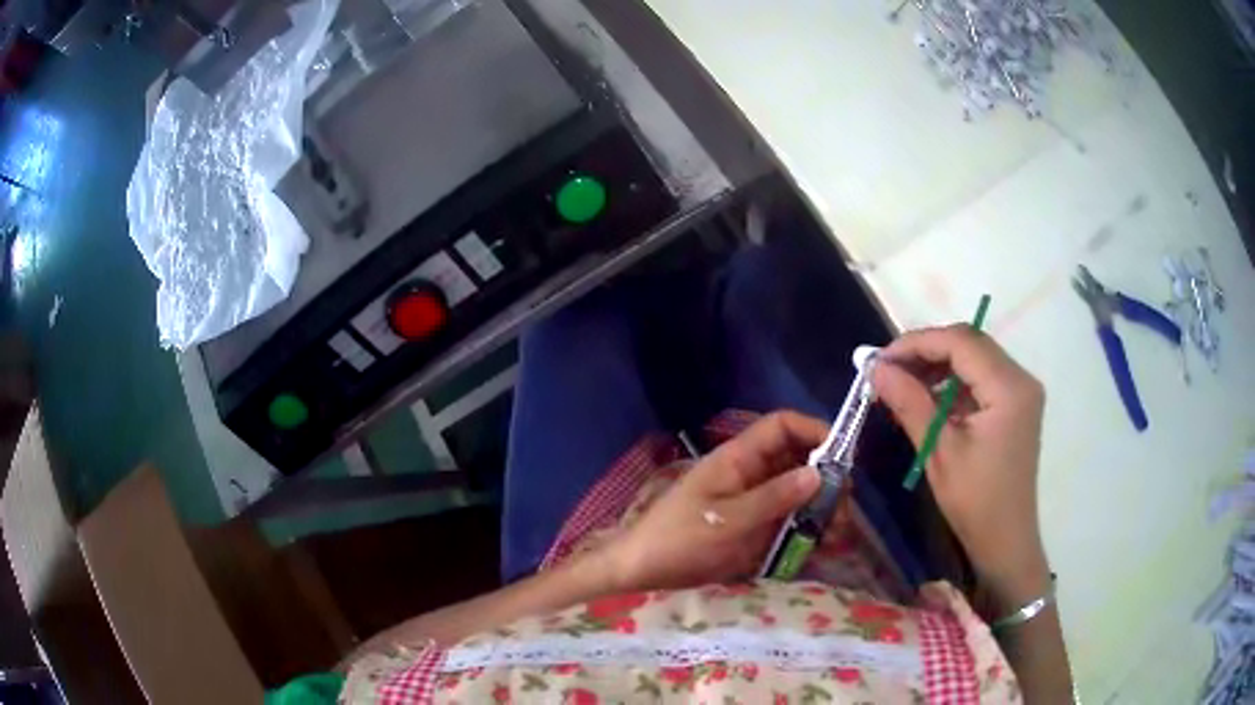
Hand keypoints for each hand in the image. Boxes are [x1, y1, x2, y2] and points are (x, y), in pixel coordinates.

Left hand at [604, 411, 826, 591]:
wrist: (642, 570)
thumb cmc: (678, 539)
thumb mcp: (727, 520)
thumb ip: (773, 498)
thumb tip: (819, 474)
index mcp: (738, 458)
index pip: (782, 426)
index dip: (815, 430)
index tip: (845, 456)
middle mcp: (750, 474)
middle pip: (798, 460)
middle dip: (826, 478)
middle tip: (844, 507)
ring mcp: (753, 501)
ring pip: (798, 492)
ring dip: (821, 508)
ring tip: (837, 533)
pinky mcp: (753, 527)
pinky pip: (788, 520)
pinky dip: (806, 529)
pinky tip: (819, 546)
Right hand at [872, 325, 1050, 607]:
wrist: (1006, 541)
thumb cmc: (975, 502)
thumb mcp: (939, 452)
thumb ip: (910, 403)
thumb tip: (876, 369)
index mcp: (1009, 387)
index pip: (960, 341)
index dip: (917, 343)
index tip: (880, 360)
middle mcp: (1020, 378)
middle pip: (969, 343)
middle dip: (926, 351)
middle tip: (888, 370)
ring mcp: (1020, 391)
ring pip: (974, 357)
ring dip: (938, 364)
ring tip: (902, 383)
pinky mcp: (1016, 404)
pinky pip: (980, 378)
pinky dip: (952, 381)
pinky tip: (928, 398)